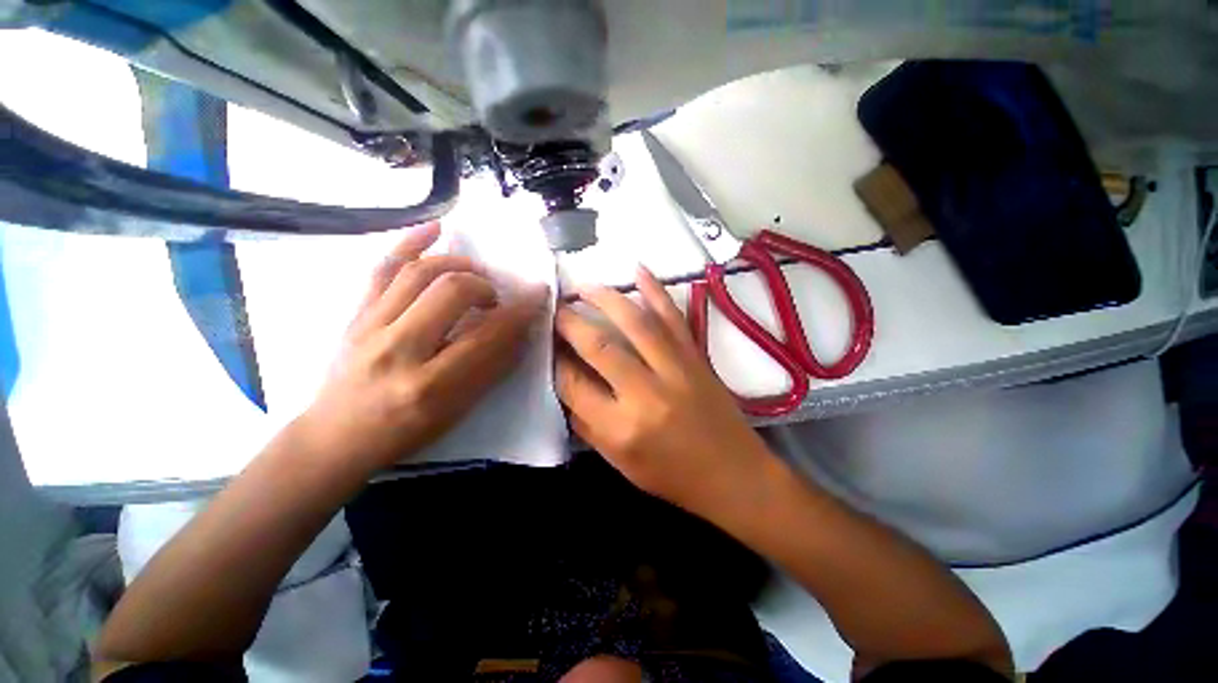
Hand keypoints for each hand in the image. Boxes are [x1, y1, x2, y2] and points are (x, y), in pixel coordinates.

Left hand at [298, 223, 548, 470]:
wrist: (337, 436)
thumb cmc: (407, 431)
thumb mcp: (459, 409)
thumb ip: (492, 367)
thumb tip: (521, 330)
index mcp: (432, 385)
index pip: (488, 335)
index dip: (521, 311)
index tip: (538, 295)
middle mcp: (399, 350)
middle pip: (452, 292)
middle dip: (485, 286)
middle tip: (494, 297)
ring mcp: (371, 327)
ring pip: (419, 272)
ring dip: (458, 265)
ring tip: (474, 274)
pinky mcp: (355, 314)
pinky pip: (382, 268)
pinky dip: (410, 242)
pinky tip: (435, 228)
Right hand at [555, 267, 776, 520]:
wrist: (734, 474)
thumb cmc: (673, 476)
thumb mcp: (620, 463)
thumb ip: (587, 424)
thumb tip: (567, 384)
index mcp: (621, 428)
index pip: (574, 384)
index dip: (557, 362)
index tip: (549, 347)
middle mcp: (645, 394)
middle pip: (598, 346)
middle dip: (570, 323)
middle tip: (556, 308)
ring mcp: (676, 370)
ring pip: (635, 322)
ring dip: (606, 298)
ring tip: (585, 286)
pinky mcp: (696, 357)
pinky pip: (673, 317)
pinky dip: (656, 290)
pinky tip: (639, 270)